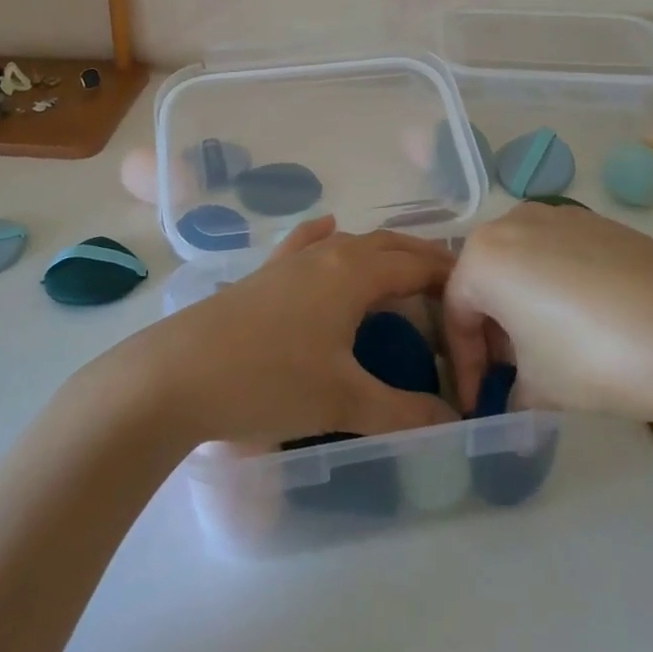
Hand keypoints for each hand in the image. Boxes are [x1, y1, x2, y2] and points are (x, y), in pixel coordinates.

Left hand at [116, 217, 458, 446]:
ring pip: (349, 243)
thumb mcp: (342, 401)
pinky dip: (324, 236)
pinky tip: (327, 227)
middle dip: (422, 258)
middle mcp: (326, 255)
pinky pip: (305, 244)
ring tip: (404, 269)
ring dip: (382, 250)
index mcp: (353, 273)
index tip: (476, 295)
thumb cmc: (268, 381)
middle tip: (451, 283)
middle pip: (387, 244)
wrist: (176, 375)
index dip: (450, 277)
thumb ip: (403, 412)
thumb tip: (454, 425)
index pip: (416, 265)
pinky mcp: (263, 275)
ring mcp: (290, 261)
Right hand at [442, 202, 652, 425]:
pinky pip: (560, 255)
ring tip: (550, 350)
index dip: (464, 364)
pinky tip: (589, 323)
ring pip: (523, 264)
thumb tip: (514, 400)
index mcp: (483, 256)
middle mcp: (513, 222)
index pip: (456, 313)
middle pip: (487, 280)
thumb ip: (512, 392)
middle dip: (493, 330)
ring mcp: (560, 216)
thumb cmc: (596, 357)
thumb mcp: (541, 387)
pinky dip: (558, 287)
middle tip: (512, 374)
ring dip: (525, 306)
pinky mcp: (600, 222)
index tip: (479, 401)